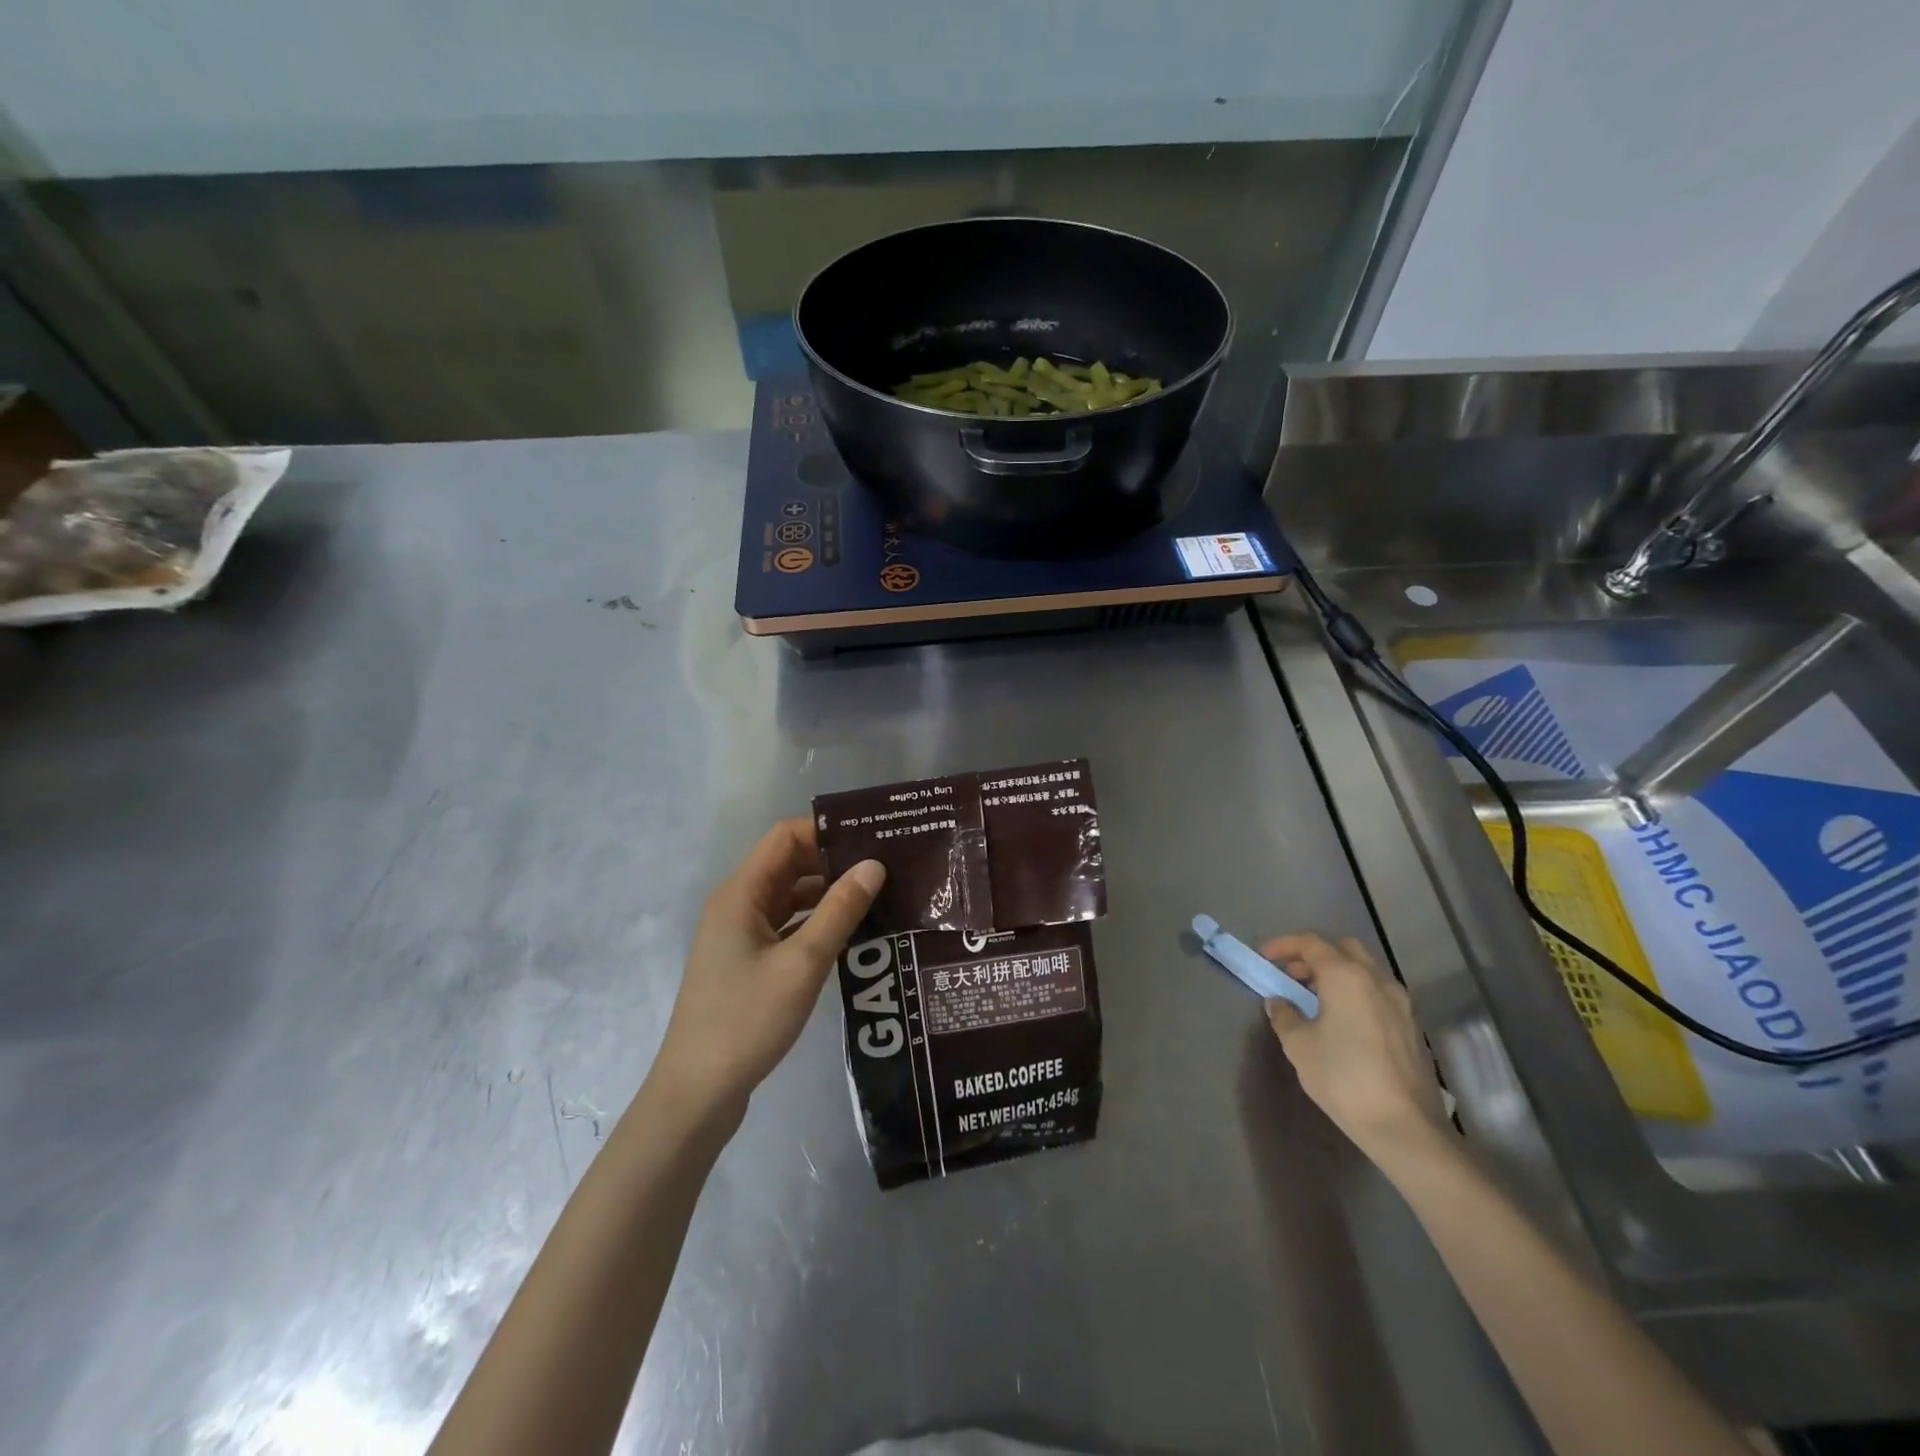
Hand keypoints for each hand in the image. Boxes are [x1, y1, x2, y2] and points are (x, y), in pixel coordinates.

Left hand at [651, 818, 884, 1121]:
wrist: (697, 1093)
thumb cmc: (746, 1020)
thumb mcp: (802, 964)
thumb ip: (839, 911)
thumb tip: (874, 865)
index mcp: (741, 894)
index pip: (785, 837)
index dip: (826, 832)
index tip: (872, 837)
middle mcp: (737, 904)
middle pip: (789, 864)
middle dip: (834, 861)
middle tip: (886, 867)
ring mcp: (740, 935)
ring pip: (790, 897)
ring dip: (828, 894)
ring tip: (878, 897)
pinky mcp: (748, 962)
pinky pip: (787, 926)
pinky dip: (816, 923)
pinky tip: (852, 934)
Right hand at [1261, 933, 1450, 1161]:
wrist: (1405, 1126)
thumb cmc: (1344, 1077)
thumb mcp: (1299, 1045)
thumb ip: (1284, 1015)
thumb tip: (1280, 1002)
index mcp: (1346, 976)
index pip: (1311, 943)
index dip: (1284, 945)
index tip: (1265, 957)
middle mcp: (1376, 980)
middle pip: (1343, 949)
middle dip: (1314, 956)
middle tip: (1292, 976)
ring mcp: (1400, 1003)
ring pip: (1364, 970)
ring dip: (1337, 974)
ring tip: (1315, 1000)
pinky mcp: (1411, 1026)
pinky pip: (1378, 993)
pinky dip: (1356, 993)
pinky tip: (1343, 1022)